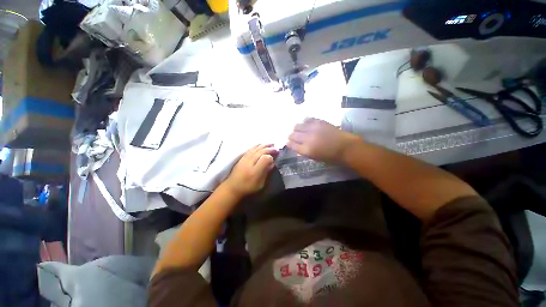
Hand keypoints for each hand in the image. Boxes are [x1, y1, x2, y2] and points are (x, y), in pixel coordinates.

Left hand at [222, 144, 277, 197]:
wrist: (232, 187)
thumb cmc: (248, 187)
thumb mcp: (260, 183)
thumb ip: (266, 172)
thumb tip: (272, 163)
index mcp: (255, 169)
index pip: (265, 158)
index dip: (271, 156)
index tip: (276, 156)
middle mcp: (250, 161)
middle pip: (261, 151)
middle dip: (269, 148)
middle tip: (276, 148)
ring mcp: (245, 158)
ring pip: (256, 148)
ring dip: (264, 145)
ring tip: (270, 143)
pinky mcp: (242, 157)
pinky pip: (251, 149)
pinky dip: (257, 146)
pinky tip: (260, 145)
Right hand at [287, 118, 360, 162]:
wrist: (345, 147)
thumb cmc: (330, 156)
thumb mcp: (315, 157)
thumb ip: (304, 151)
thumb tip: (297, 146)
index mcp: (306, 150)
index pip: (291, 145)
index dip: (288, 143)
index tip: (288, 142)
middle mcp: (307, 138)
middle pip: (292, 135)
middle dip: (291, 136)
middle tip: (293, 136)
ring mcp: (312, 129)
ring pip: (297, 125)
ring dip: (296, 128)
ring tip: (298, 129)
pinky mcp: (319, 122)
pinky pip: (307, 119)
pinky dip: (304, 121)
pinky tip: (306, 124)